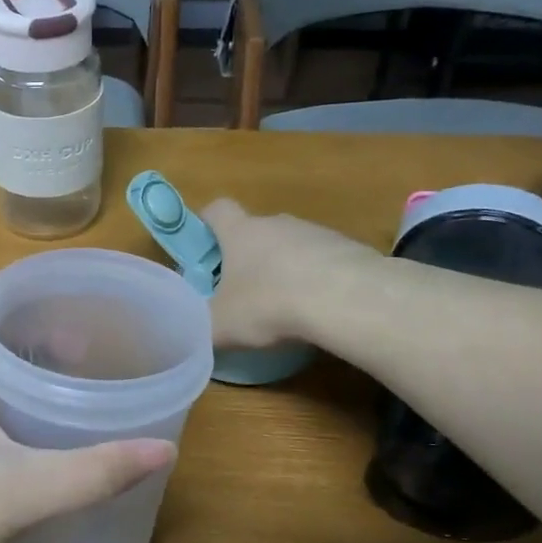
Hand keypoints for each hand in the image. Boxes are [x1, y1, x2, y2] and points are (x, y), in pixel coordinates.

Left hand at [0, 282, 176, 542]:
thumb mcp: (16, 495)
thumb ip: (90, 473)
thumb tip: (164, 449)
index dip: (6, 282)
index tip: (58, 288)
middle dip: (26, 322)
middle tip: (82, 335)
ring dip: (16, 363)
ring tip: (68, 374)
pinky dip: (5, 402)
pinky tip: (35, 431)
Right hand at [200, 199, 366, 348]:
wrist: (346, 299)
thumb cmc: (270, 304)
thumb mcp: (221, 326)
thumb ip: (201, 327)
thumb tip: (192, 333)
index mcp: (240, 233)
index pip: (217, 209)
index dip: (207, 223)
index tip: (204, 247)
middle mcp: (277, 223)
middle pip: (256, 231)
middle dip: (248, 258)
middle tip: (243, 293)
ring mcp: (316, 233)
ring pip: (291, 247)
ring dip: (285, 270)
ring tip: (286, 308)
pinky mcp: (349, 249)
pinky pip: (323, 262)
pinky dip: (317, 281)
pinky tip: (319, 311)